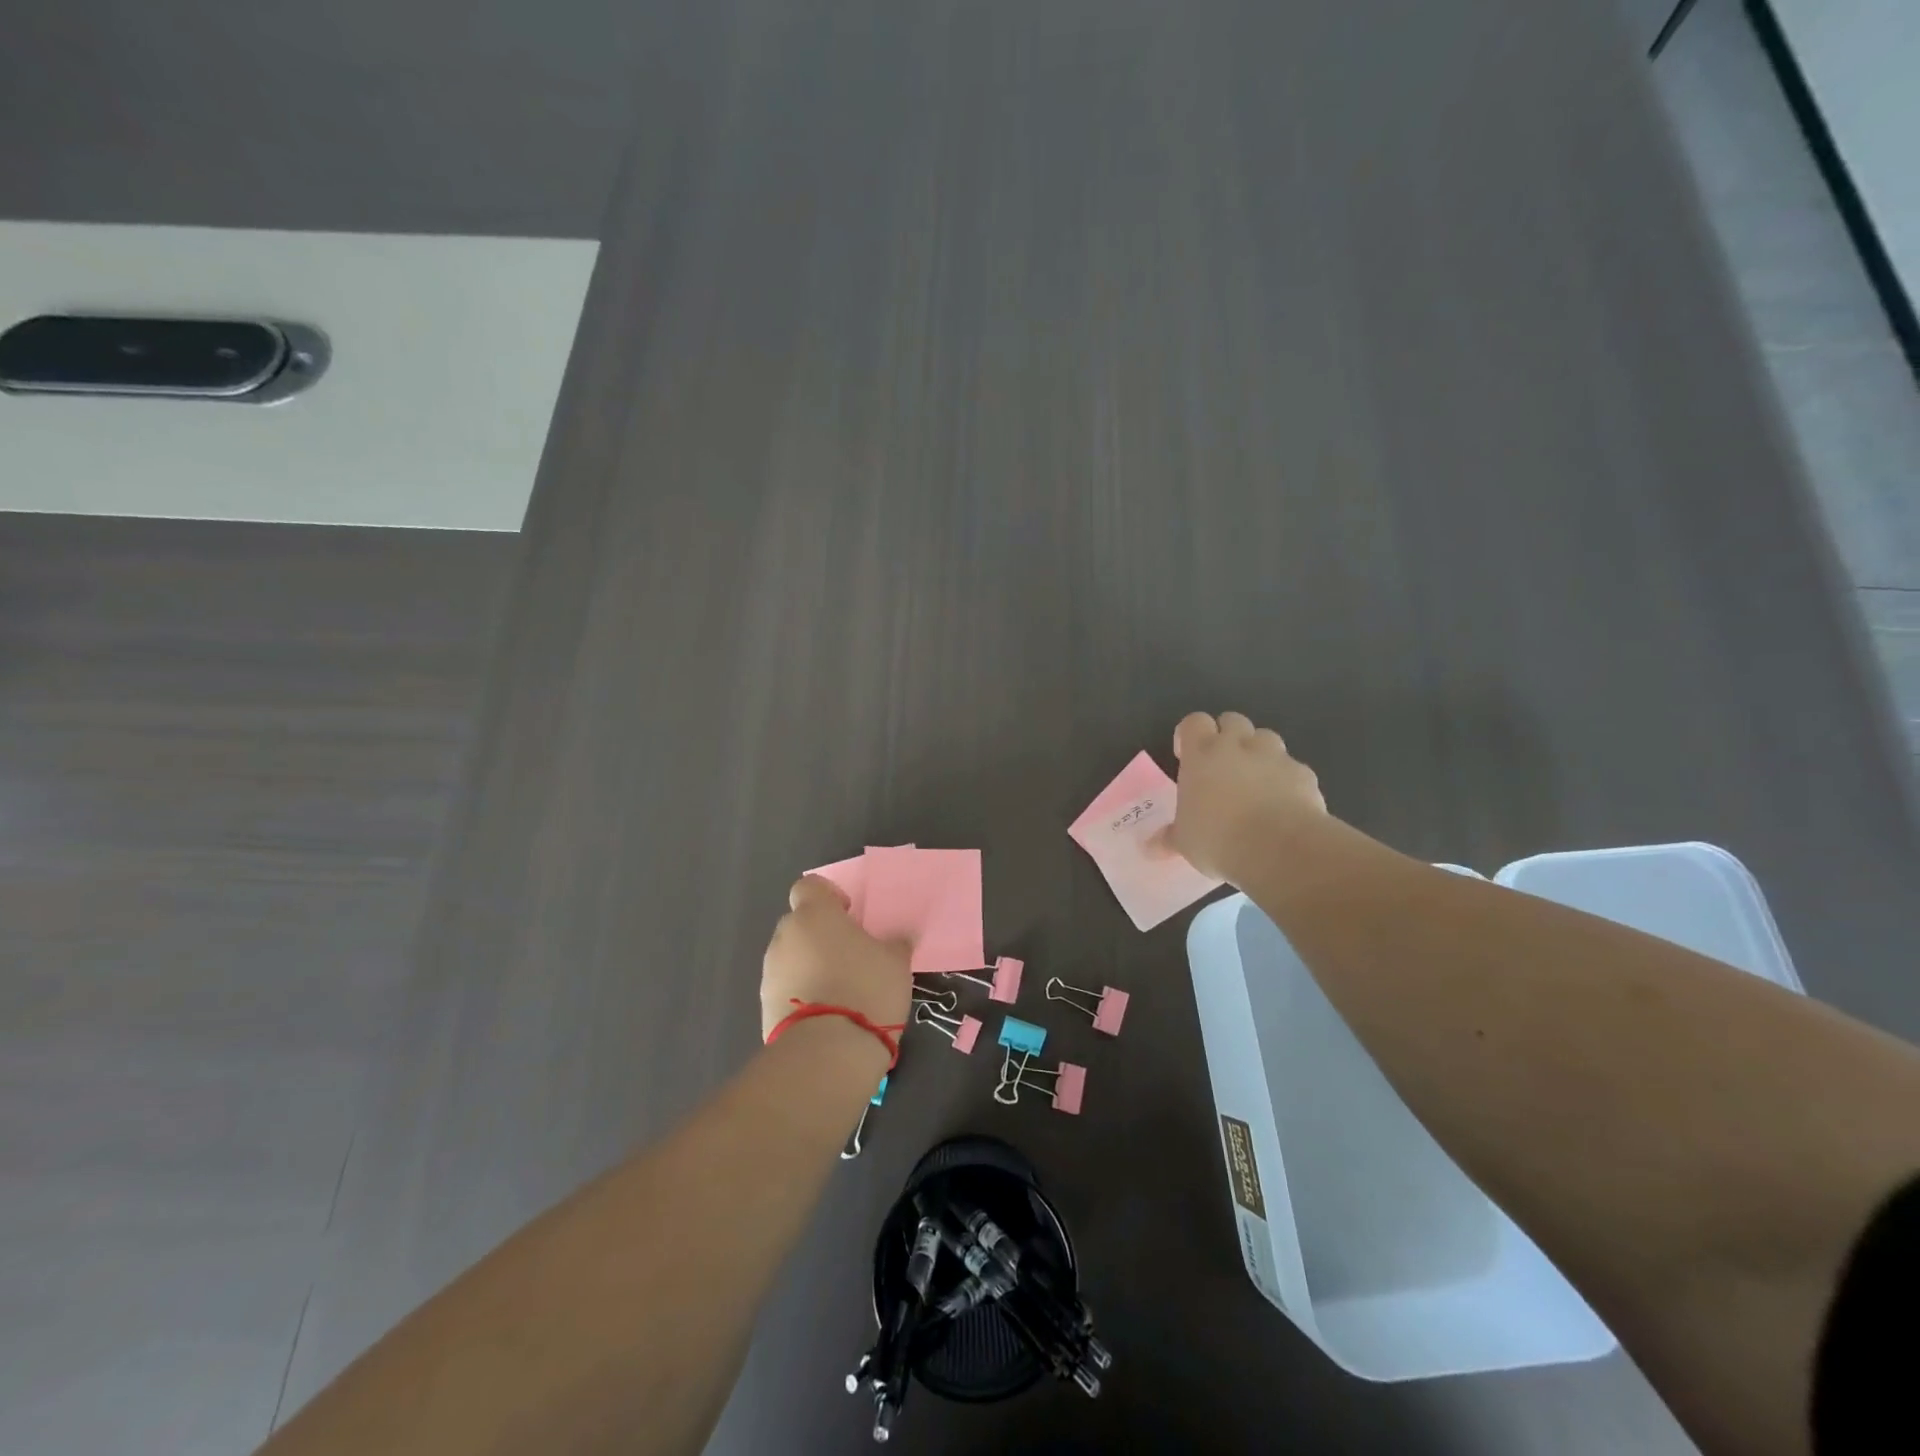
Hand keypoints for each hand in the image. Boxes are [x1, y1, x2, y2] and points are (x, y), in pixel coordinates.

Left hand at [761, 876, 911, 1042]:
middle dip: (820, 934)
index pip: (809, 886)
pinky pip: (786, 988)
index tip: (849, 914)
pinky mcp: (764, 1007)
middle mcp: (786, 936)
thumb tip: (898, 938)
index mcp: (815, 915)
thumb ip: (894, 943)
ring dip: (811, 965)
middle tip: (850, 955)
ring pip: (792, 957)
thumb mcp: (895, 962)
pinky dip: (802, 993)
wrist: (827, 1052)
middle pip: (800, 923)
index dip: (828, 896)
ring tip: (840, 990)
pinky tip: (827, 1014)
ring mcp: (770, 972)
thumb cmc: (866, 989)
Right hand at [1164, 711, 1327, 882]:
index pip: (1194, 722)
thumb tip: (1150, 848)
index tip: (1186, 753)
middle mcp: (1238, 746)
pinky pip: (1293, 768)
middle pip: (1233, 720)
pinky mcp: (1304, 774)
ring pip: (1267, 738)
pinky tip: (1284, 804)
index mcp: (1202, 754)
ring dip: (1259, 753)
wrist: (1280, 849)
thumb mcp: (1185, 842)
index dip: (1190, 733)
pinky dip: (1287, 780)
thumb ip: (1169, 838)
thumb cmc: (1218, 839)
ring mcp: (1275, 757)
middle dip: (1228, 736)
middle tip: (1221, 764)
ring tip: (1255, 781)